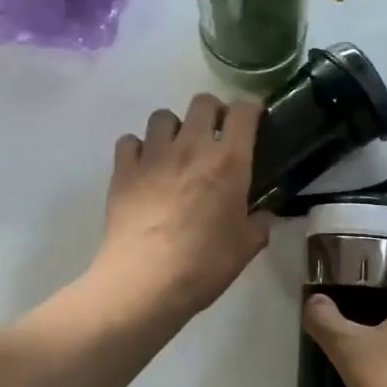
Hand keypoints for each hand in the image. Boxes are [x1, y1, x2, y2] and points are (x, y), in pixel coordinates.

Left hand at [95, 93, 273, 317]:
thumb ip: (259, 223)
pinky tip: (144, 168)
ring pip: (162, 116)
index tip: (254, 120)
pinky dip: (138, 149)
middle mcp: (191, 147)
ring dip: (174, 128)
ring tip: (176, 151)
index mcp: (228, 161)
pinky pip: (129, 141)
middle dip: (213, 112)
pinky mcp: (122, 171)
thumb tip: (263, 215)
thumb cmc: (204, 265)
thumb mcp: (246, 247)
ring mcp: (152, 156)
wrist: (144, 284)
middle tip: (216, 136)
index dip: (251, 109)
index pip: (243, 111)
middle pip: (202, 102)